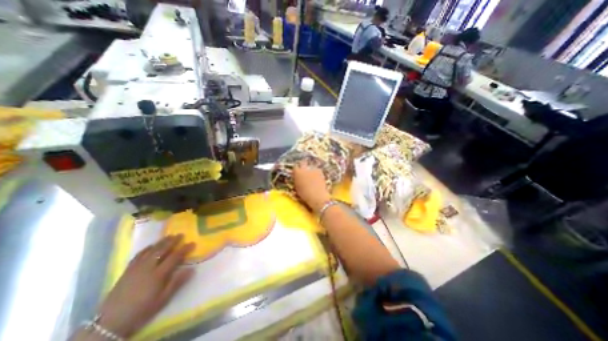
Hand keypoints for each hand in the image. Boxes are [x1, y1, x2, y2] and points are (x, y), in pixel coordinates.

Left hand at [96, 234, 193, 338]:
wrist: (110, 323)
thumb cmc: (142, 310)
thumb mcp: (163, 299)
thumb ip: (177, 283)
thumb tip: (192, 269)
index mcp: (158, 274)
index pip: (175, 257)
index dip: (185, 249)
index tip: (193, 243)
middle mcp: (148, 267)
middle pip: (162, 250)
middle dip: (173, 241)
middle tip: (181, 235)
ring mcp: (136, 268)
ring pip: (151, 250)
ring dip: (161, 242)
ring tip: (169, 236)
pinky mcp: (127, 271)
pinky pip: (138, 255)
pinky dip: (146, 249)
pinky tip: (151, 246)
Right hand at [292, 162, 330, 212]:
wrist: (317, 196)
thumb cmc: (305, 194)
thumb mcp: (297, 187)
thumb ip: (297, 179)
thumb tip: (297, 177)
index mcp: (297, 172)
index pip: (295, 166)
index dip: (296, 169)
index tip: (297, 172)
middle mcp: (305, 168)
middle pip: (303, 162)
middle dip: (303, 165)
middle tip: (304, 171)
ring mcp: (313, 168)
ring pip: (311, 166)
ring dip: (310, 169)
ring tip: (312, 175)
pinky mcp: (320, 170)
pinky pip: (317, 169)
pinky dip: (316, 172)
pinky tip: (317, 178)